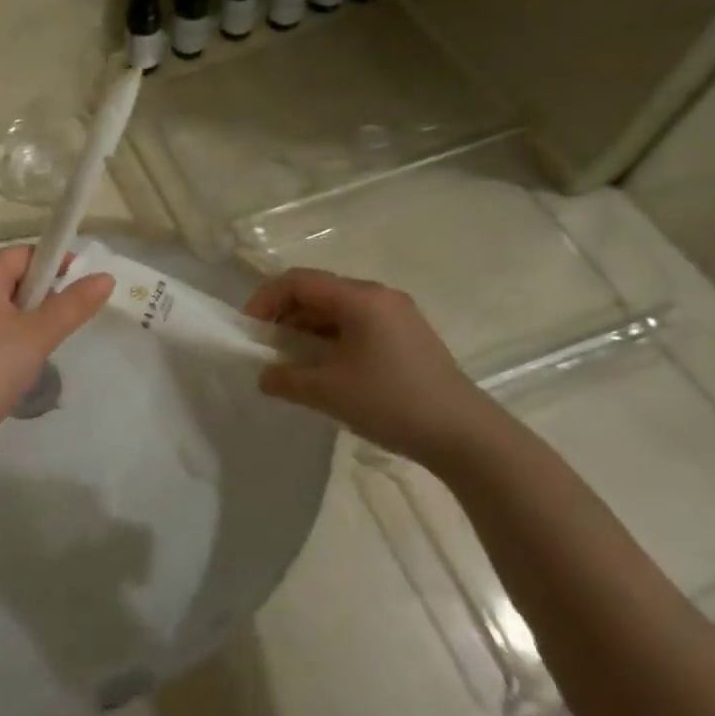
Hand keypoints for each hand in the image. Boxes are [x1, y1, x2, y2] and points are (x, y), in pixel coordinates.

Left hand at [0, 246, 112, 428]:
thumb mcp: (40, 333)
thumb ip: (74, 304)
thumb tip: (106, 277)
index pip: (22, 253)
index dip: (54, 261)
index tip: (80, 282)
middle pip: (14, 277)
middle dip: (45, 293)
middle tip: (66, 318)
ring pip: (7, 305)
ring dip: (32, 318)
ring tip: (47, 342)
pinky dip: (16, 336)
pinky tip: (26, 360)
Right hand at [245, 268, 506, 467]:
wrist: (464, 434)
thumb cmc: (390, 402)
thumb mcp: (327, 392)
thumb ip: (285, 378)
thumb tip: (265, 375)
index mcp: (359, 299)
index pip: (299, 281)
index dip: (266, 299)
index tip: (250, 330)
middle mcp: (379, 296)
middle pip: (318, 291)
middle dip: (285, 315)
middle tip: (268, 347)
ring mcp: (398, 315)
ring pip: (338, 309)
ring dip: (308, 329)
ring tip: (293, 362)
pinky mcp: (409, 336)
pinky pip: (358, 324)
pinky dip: (332, 339)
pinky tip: (327, 369)